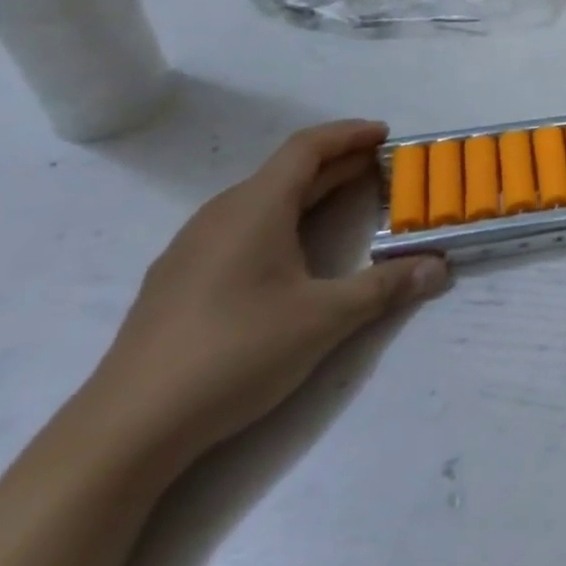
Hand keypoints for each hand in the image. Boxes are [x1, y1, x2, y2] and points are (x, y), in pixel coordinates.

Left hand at [88, 121, 447, 463]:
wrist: (124, 430)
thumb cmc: (234, 353)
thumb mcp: (324, 319)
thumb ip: (385, 287)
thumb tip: (440, 268)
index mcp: (255, 207)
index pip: (307, 147)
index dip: (349, 134)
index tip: (386, 135)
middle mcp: (221, 214)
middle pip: (286, 170)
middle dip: (337, 164)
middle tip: (381, 169)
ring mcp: (192, 247)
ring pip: (260, 199)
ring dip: (307, 192)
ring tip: (344, 203)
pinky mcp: (177, 280)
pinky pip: (239, 227)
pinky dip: (279, 219)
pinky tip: (288, 254)